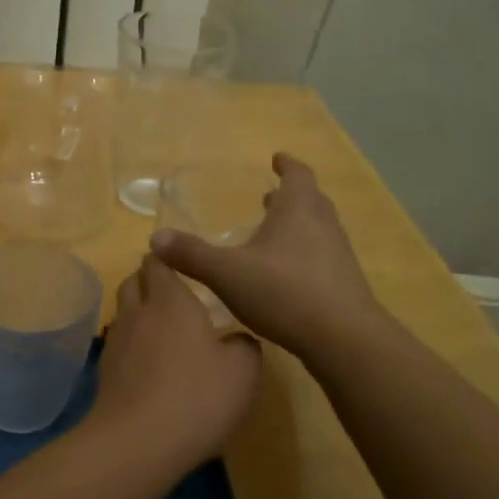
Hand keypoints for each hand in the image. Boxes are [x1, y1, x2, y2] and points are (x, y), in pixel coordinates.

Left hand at [87, 255, 261, 472]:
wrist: (137, 443)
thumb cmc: (197, 397)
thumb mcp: (243, 371)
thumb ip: (244, 346)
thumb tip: (237, 340)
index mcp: (170, 301)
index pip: (159, 262)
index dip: (167, 259)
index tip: (182, 264)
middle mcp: (138, 312)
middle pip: (133, 281)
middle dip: (148, 280)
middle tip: (172, 293)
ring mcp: (116, 342)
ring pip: (123, 312)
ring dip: (138, 312)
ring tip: (161, 328)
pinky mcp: (104, 372)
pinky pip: (119, 344)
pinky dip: (132, 344)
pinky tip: (149, 364)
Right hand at [151, 153, 382, 359]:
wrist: (344, 339)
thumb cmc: (284, 292)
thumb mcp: (227, 273)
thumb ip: (191, 255)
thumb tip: (155, 238)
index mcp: (298, 210)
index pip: (297, 174)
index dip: (286, 165)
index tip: (277, 158)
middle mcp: (323, 225)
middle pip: (310, 200)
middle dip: (290, 195)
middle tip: (270, 196)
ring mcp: (338, 255)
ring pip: (318, 229)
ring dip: (298, 225)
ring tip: (274, 233)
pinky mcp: (344, 284)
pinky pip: (321, 257)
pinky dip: (303, 254)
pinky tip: (284, 275)